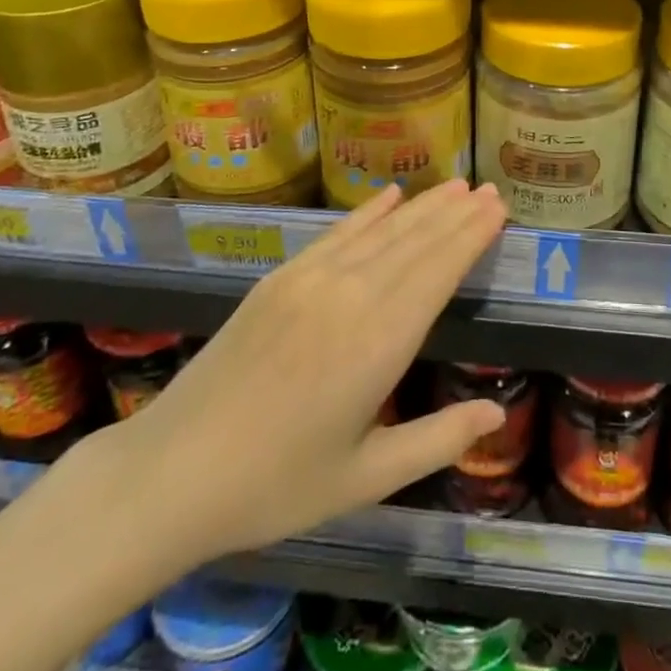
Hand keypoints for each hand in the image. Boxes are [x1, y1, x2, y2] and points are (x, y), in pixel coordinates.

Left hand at [97, 179, 509, 571]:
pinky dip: (368, 212)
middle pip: (416, 242)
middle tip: (490, 189)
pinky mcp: (280, 278)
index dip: (470, 236)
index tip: (497, 208)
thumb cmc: (277, 486)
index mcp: (379, 343)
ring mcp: (311, 280)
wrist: (173, 472)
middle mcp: (351, 296)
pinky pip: (337, 234)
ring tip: (455, 185)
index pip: (439, 272)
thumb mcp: (366, 479)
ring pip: (381, 231)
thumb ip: (436, 441)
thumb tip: (495, 416)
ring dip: (422, 206)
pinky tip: (391, 195)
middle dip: (456, 214)